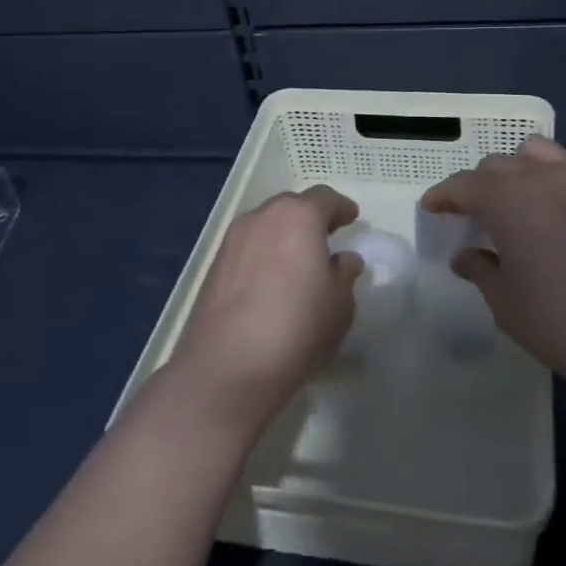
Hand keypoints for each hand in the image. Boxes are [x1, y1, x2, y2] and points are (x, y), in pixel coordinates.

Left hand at [167, 185, 364, 429]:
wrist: (229, 367)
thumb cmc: (298, 327)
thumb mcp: (340, 304)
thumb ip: (344, 274)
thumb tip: (343, 260)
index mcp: (298, 216)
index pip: (324, 198)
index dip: (341, 207)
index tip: (352, 218)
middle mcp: (262, 217)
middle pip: (291, 207)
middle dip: (310, 218)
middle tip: (326, 237)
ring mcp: (232, 240)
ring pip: (266, 226)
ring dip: (284, 236)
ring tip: (298, 261)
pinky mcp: (214, 266)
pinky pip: (248, 249)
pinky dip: (263, 255)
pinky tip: (271, 282)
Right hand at [421, 136, 565, 410]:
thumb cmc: (565, 327)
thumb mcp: (507, 306)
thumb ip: (480, 270)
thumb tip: (466, 254)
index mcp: (509, 202)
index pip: (465, 185)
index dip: (444, 195)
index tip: (432, 207)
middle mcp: (545, 177)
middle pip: (500, 165)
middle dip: (480, 184)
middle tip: (475, 213)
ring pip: (541, 152)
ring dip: (521, 169)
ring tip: (522, 198)